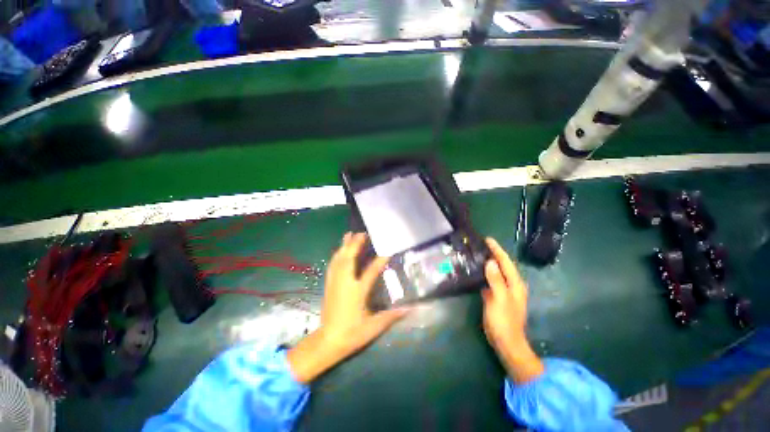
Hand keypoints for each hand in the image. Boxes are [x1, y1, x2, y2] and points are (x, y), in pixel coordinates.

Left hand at [287, 233, 409, 383]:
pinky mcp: (329, 285)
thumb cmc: (351, 334)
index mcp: (357, 292)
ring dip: (344, 246)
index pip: (370, 272)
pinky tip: (339, 250)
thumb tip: (409, 308)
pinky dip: (337, 255)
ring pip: (339, 259)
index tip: (387, 250)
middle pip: (349, 259)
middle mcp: (345, 283)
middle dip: (355, 244)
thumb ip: (391, 316)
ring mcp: (335, 283)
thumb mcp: (373, 328)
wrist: (327, 342)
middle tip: (362, 233)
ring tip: (349, 234)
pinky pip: (332, 265)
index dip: (379, 260)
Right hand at [482, 237, 543, 383]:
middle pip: (502, 266)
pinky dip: (484, 274)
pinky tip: (476, 272)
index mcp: (515, 284)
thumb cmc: (504, 321)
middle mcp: (511, 286)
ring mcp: (504, 292)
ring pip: (496, 273)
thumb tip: (490, 262)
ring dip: (488, 263)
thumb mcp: (500, 299)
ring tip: (477, 254)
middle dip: (493, 254)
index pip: (506, 262)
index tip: (487, 239)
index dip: (497, 250)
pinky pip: (491, 281)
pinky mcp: (497, 298)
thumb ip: (496, 280)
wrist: (506, 342)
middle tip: (480, 245)